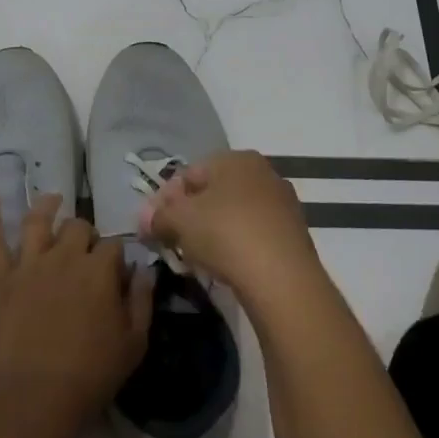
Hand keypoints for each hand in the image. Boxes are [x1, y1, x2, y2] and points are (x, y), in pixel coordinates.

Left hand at [0, 193, 154, 427]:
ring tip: (53, 199)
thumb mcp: (135, 342)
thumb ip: (143, 301)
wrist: (37, 397)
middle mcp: (65, 256)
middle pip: (78, 227)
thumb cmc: (92, 374)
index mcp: (100, 269)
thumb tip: (146, 270)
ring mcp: (30, 264)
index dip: (117, 259)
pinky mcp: (2, 280)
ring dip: (47, 206)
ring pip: (38, 221)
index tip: (118, 278)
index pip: (114, 246)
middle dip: (86, 234)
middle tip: (87, 252)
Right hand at [139, 150, 323, 303]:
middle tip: (173, 242)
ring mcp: (282, 203)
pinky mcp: (294, 234)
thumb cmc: (226, 234)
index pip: (190, 172)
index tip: (154, 226)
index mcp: (236, 158)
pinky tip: (227, 267)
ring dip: (213, 232)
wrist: (283, 279)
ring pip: (234, 214)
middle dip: (190, 215)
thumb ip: (158, 216)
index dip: (166, 199)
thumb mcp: (180, 221)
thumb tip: (144, 219)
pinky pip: (254, 234)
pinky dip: (237, 246)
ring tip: (197, 258)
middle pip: (214, 192)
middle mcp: (263, 172)